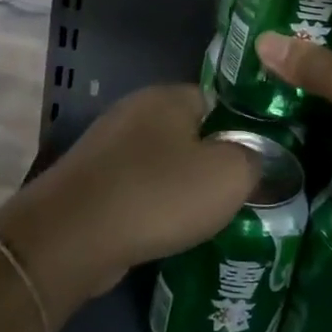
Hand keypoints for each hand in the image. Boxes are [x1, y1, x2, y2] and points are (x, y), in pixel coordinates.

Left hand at [0, 85, 258, 325]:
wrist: (74, 235)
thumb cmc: (158, 194)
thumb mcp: (229, 175)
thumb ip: (254, 159)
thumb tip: (256, 157)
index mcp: (168, 96)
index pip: (218, 101)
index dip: (241, 130)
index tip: (257, 164)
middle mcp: (134, 110)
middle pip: (188, 132)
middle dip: (210, 161)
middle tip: (236, 195)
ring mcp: (107, 145)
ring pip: (160, 162)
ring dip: (179, 187)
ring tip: (204, 219)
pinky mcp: (90, 179)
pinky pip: (135, 186)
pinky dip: (151, 205)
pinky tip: (164, 231)